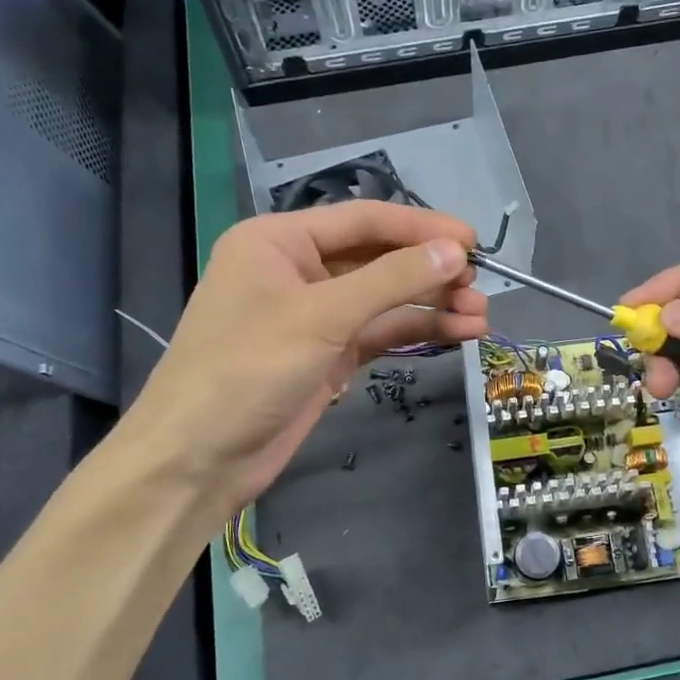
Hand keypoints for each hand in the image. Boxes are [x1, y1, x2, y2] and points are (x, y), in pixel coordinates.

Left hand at [129, 202, 487, 513]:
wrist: (199, 458)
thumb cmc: (248, 370)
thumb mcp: (322, 317)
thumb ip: (391, 280)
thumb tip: (455, 252)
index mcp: (281, 241)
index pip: (364, 220)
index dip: (422, 228)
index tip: (474, 241)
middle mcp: (299, 270)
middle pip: (379, 259)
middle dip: (431, 273)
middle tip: (481, 287)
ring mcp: (316, 316)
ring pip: (385, 299)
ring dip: (432, 305)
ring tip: (481, 317)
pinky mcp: (329, 355)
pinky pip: (380, 333)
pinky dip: (416, 332)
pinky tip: (457, 333)